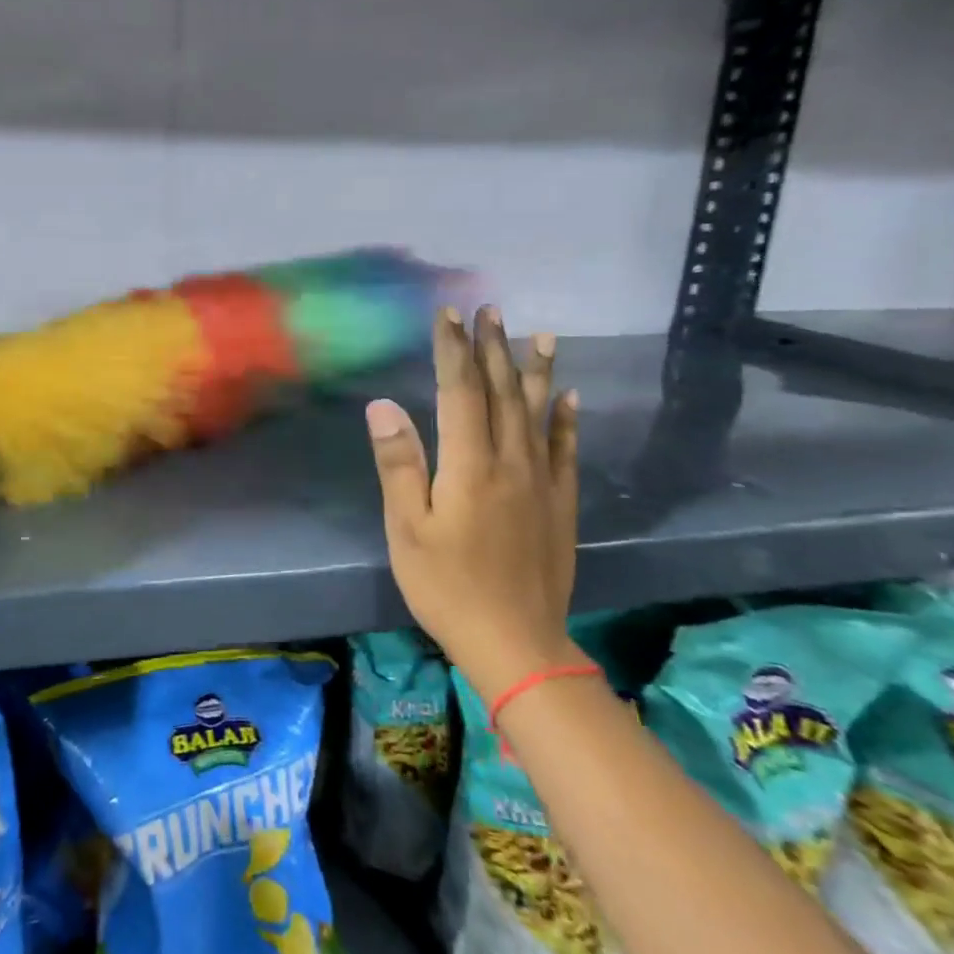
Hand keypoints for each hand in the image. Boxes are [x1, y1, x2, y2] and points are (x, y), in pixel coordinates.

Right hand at [366, 305, 579, 699]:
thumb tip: (384, 405)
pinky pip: (565, 450)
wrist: (516, 642)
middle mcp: (510, 462)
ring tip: (539, 334)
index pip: (461, 392)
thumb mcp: (407, 528)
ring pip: (538, 412)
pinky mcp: (560, 504)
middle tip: (488, 311)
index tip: (447, 315)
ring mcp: (542, 482)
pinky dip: (565, 419)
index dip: (453, 350)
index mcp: (469, 465)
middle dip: (492, 348)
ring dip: (535, 371)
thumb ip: (399, 463)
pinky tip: (568, 396)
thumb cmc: (447, 585)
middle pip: (502, 393)